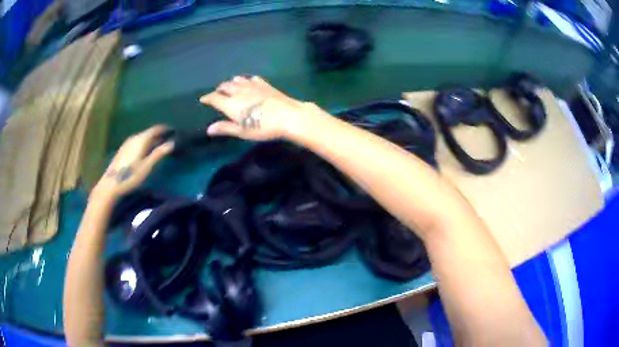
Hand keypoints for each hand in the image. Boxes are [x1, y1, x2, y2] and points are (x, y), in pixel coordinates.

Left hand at [91, 125, 173, 200]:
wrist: (111, 183)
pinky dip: (144, 143)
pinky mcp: (124, 149)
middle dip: (158, 134)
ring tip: (158, 145)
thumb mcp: (146, 166)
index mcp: (141, 140)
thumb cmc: (130, 176)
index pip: (155, 129)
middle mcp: (134, 138)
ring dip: (151, 139)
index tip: (173, 131)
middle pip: (149, 132)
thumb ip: (158, 154)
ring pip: (142, 137)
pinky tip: (145, 150)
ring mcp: (128, 143)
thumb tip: (172, 143)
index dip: (164, 129)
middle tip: (167, 139)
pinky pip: (137, 141)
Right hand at [199, 76, 311, 139]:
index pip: (214, 97)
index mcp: (230, 103)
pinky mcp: (265, 84)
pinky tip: (249, 82)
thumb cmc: (263, 127)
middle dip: (219, 89)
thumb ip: (225, 128)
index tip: (203, 99)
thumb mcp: (242, 131)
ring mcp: (252, 86)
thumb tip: (209, 129)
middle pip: (225, 86)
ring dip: (231, 83)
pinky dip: (246, 80)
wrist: (288, 116)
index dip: (207, 98)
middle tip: (216, 93)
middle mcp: (239, 91)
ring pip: (237, 80)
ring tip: (230, 86)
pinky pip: (251, 79)